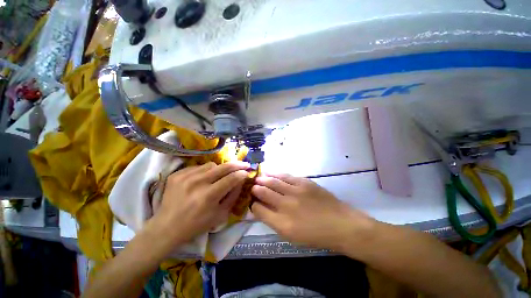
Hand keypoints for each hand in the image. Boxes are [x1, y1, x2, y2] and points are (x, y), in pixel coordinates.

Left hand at [148, 162, 249, 246]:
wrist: (167, 227)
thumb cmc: (197, 224)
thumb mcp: (220, 215)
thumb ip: (233, 196)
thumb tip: (241, 180)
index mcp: (209, 196)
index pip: (231, 178)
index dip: (242, 173)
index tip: (248, 171)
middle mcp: (197, 183)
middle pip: (223, 167)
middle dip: (237, 164)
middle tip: (244, 164)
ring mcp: (185, 177)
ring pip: (211, 165)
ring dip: (219, 169)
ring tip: (217, 177)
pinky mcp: (177, 174)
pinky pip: (198, 167)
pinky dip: (204, 172)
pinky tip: (202, 180)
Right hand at [251, 173, 374, 251]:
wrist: (340, 224)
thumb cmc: (315, 235)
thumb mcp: (291, 236)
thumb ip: (274, 222)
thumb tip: (261, 209)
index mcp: (282, 223)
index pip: (259, 210)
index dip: (252, 204)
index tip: (251, 201)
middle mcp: (286, 205)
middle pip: (263, 192)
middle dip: (255, 189)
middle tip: (251, 186)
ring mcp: (295, 191)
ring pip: (273, 182)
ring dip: (263, 179)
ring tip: (258, 178)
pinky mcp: (304, 182)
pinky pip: (285, 175)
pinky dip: (275, 173)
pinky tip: (270, 172)